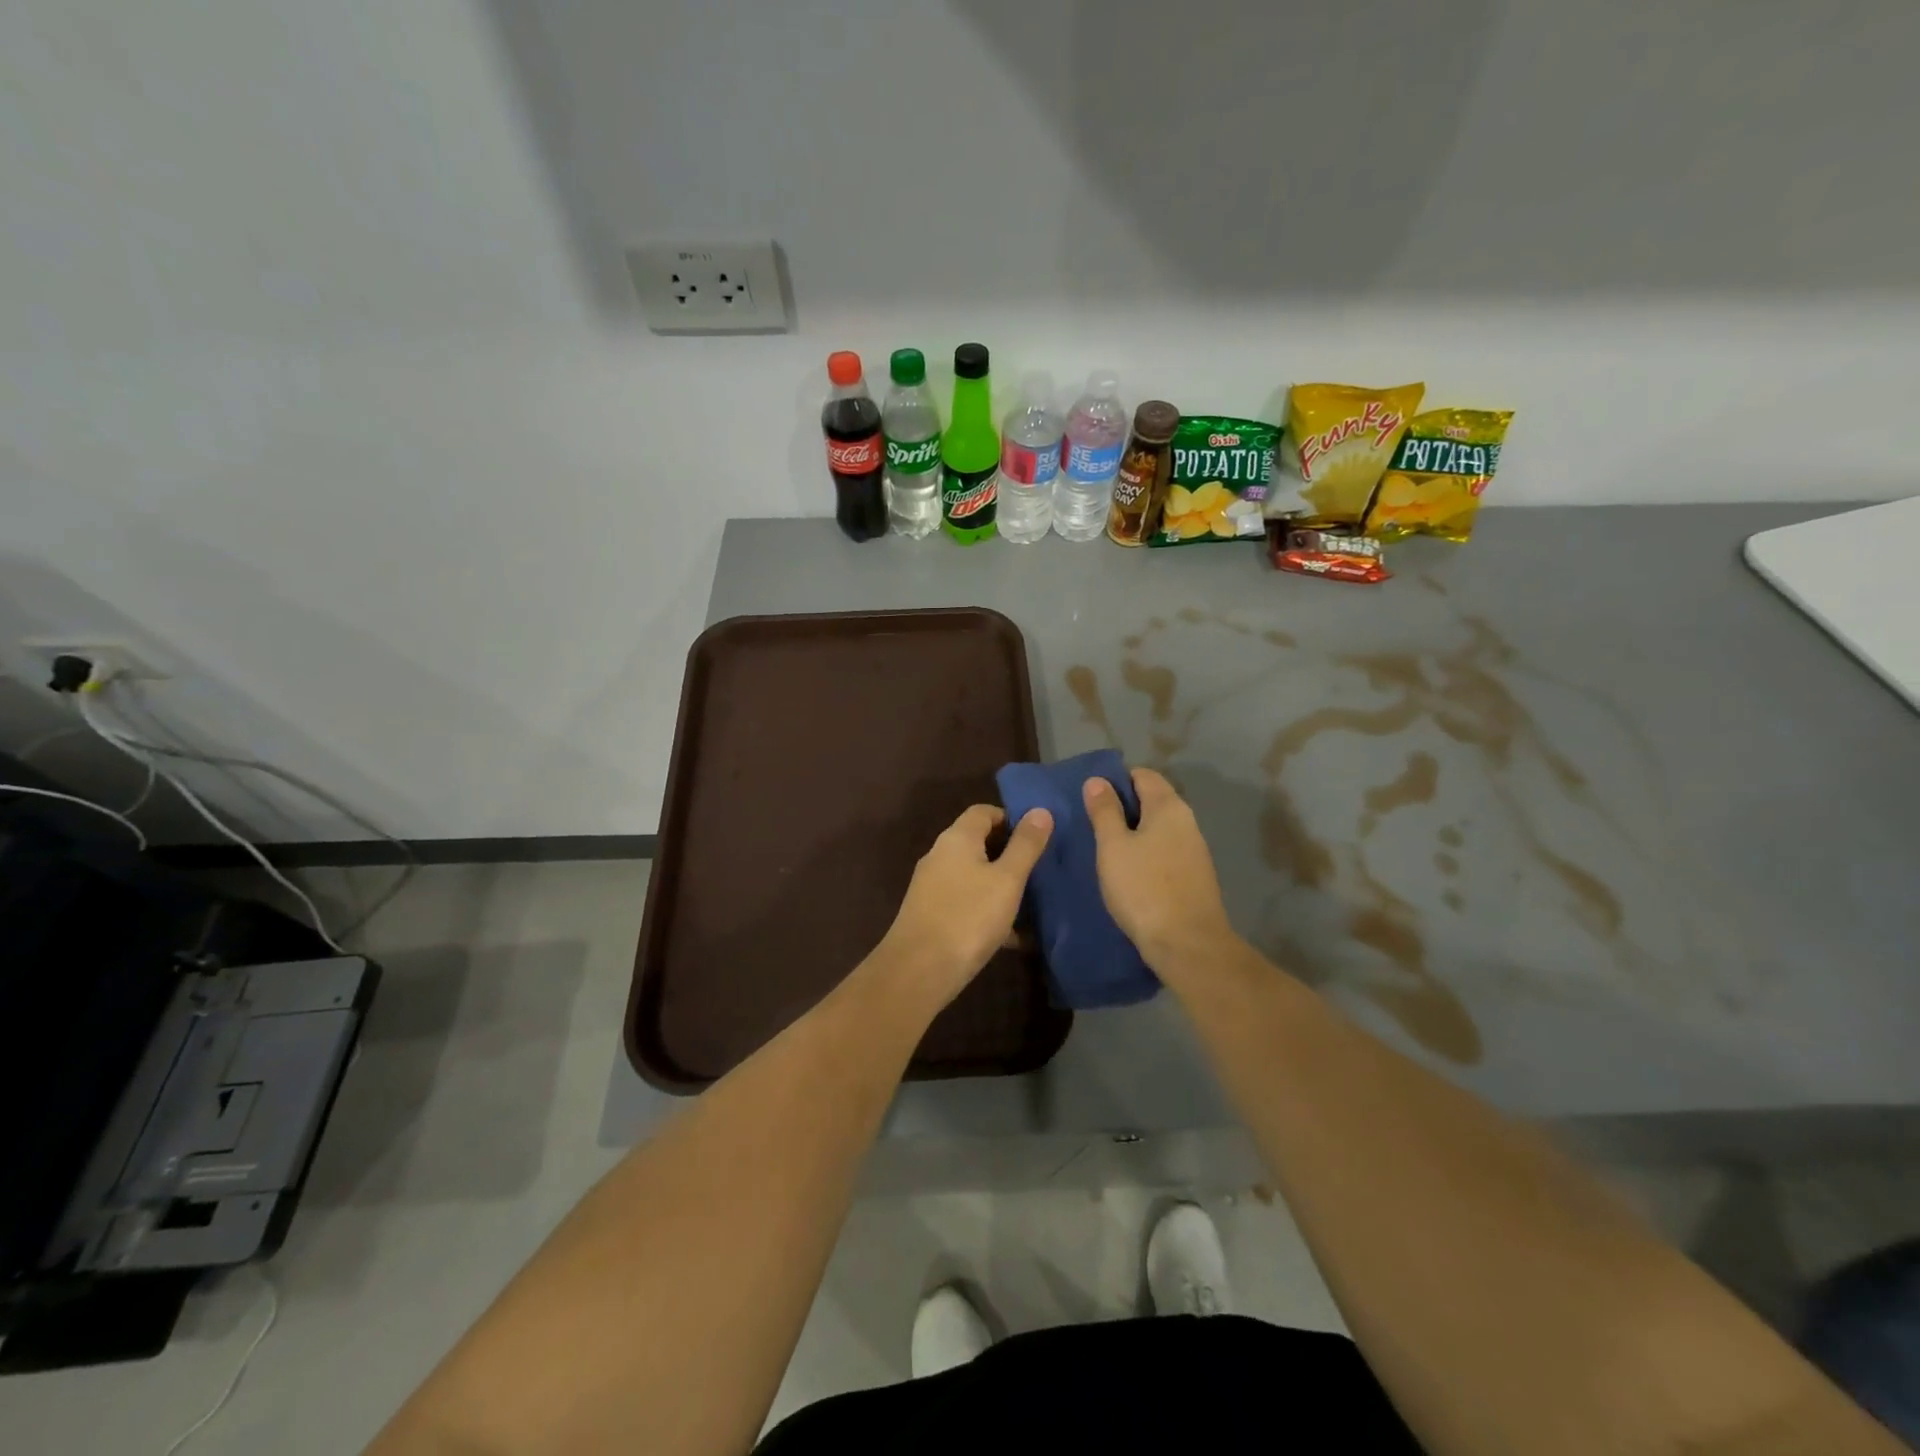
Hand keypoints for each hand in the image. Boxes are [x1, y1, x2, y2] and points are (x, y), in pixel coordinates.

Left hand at [875, 803, 1052, 1010]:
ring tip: (1033, 904)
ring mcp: (932, 886)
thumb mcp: (1007, 879)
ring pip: (974, 876)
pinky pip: (966, 903)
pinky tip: (1013, 937)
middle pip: (978, 843)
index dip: (1011, 818)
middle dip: (1009, 854)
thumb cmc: (968, 917)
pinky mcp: (930, 914)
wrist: (919, 970)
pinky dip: (988, 911)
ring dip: (1001, 886)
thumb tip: (1040, 810)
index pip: (984, 812)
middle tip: (1041, 870)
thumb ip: (1025, 845)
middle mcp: (940, 855)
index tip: (1037, 837)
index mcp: (957, 838)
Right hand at [1083, 767, 1234, 969]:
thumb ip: (1104, 811)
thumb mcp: (1113, 847)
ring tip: (1105, 847)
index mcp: (1168, 807)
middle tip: (1091, 822)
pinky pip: (1165, 851)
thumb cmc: (1144, 888)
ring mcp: (1194, 850)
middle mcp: (1187, 822)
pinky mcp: (1194, 876)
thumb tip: (1097, 781)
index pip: (1143, 775)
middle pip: (1152, 800)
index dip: (1116, 779)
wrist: (1187, 944)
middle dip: (1123, 806)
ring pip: (1159, 828)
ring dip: (1134, 832)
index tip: (1091, 796)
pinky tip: (1128, 871)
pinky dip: (1146, 852)